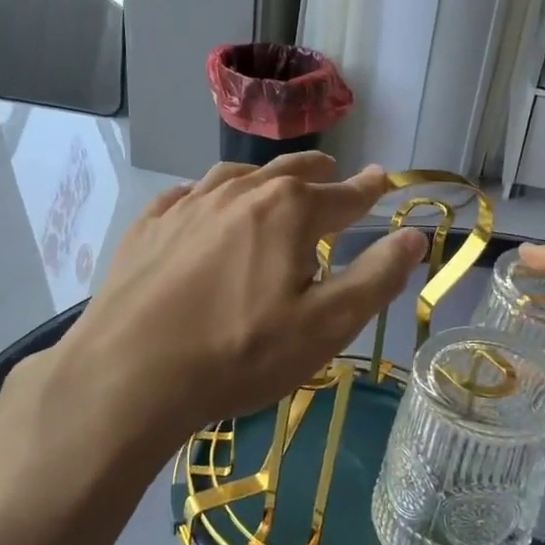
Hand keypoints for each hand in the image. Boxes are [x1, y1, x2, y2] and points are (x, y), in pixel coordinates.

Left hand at [33, 154, 426, 460]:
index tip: (383, 177)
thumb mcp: (326, 324)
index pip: (343, 195)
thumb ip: (377, 277)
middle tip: (331, 171)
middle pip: (289, 173)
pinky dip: (210, 195)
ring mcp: (188, 205)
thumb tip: (415, 235)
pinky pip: (187, 196)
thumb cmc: (240, 352)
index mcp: (289, 211)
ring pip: (236, 177)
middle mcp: (239, 193)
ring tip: (274, 183)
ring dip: (263, 178)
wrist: (130, 373)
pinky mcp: (149, 227)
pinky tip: (205, 206)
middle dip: (317, 172)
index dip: (368, 189)